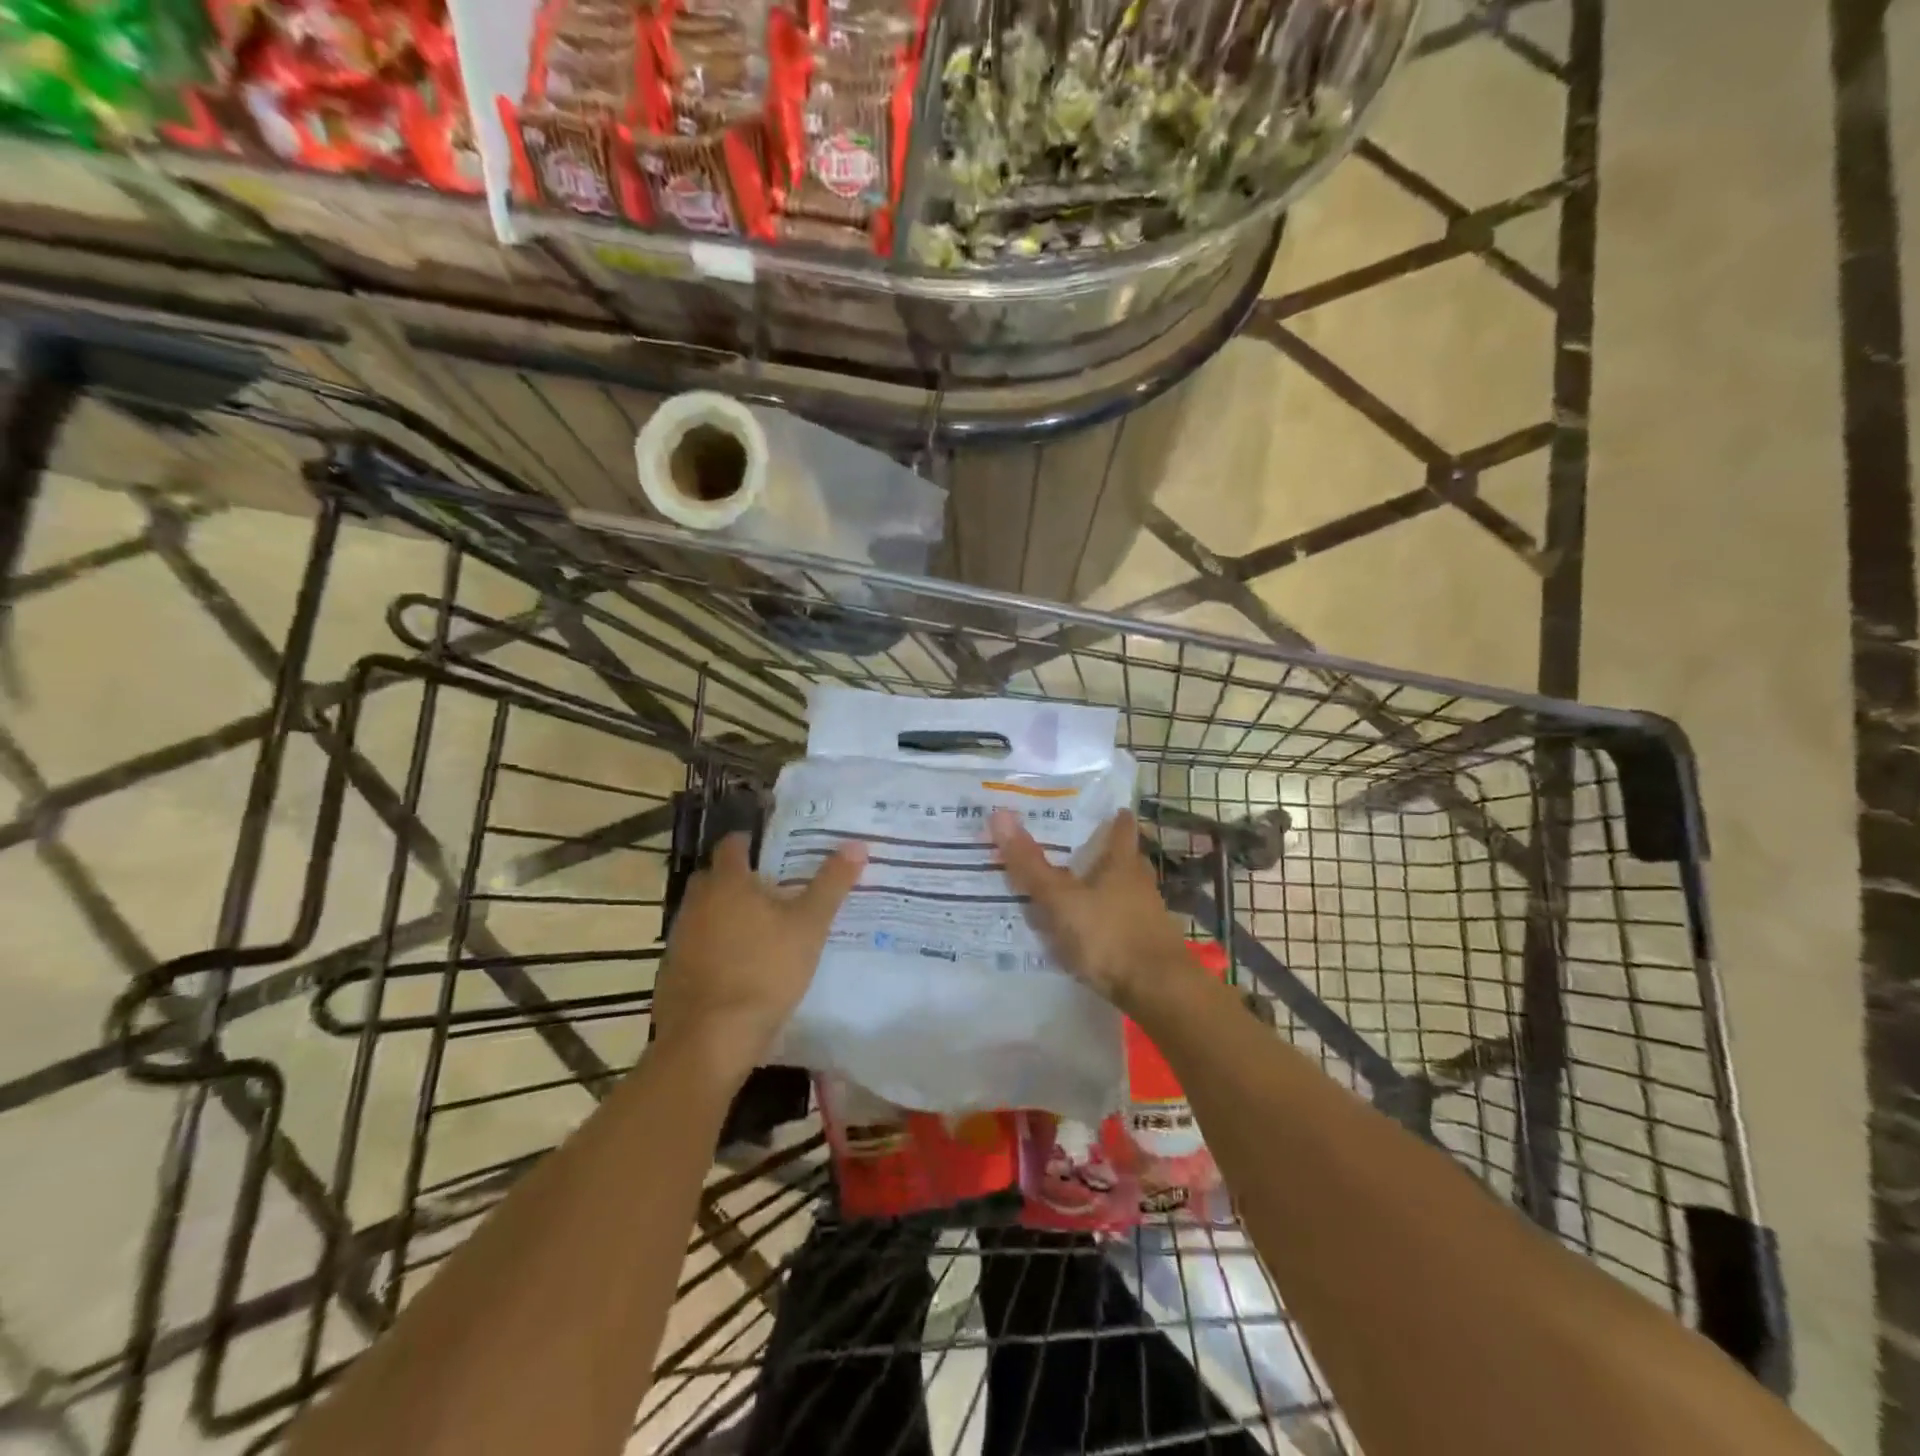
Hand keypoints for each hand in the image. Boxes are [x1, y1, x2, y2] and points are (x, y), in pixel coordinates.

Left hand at [651, 833, 866, 1084]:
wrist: (709, 1039)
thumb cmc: (764, 971)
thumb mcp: (809, 926)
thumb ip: (831, 884)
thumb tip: (857, 844)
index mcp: (727, 883)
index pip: (732, 845)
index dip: (751, 842)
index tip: (773, 850)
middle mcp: (696, 902)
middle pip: (714, 878)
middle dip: (738, 880)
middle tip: (772, 890)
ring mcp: (679, 938)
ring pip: (703, 913)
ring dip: (725, 916)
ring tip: (759, 930)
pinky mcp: (671, 972)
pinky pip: (696, 947)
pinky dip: (714, 949)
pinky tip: (738, 968)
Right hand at [990, 808, 1192, 1011]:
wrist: (1158, 991)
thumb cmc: (1109, 935)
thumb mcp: (1060, 900)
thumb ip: (1030, 864)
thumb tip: (999, 814)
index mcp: (1122, 862)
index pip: (1122, 826)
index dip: (1111, 814)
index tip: (1095, 807)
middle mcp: (1139, 881)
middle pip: (1122, 857)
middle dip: (1100, 851)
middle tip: (1068, 846)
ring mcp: (1146, 913)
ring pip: (1121, 889)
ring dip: (1100, 886)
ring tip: (1068, 887)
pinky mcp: (1146, 942)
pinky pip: (1119, 919)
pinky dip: (1102, 917)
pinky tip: (1083, 928)